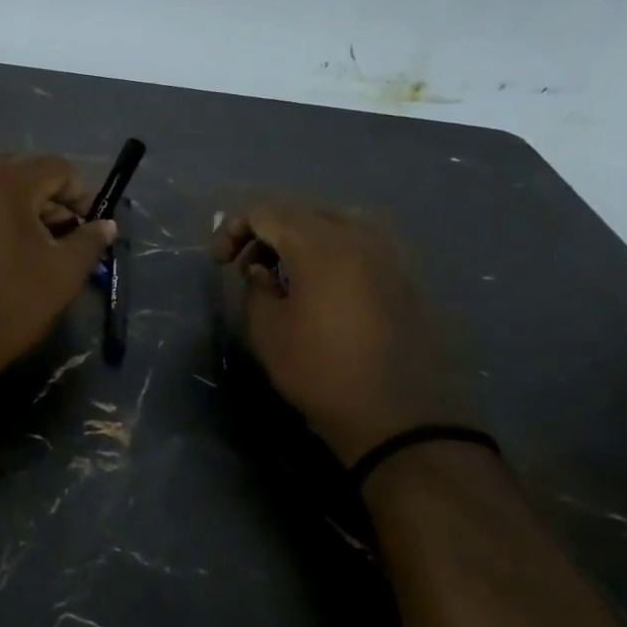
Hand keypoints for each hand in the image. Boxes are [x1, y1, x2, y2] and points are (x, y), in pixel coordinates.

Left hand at [0, 155, 116, 396]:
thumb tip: (105, 224)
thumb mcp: (62, 274)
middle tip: (61, 240)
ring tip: (28, 251)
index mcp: (3, 177)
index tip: (90, 228)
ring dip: (17, 212)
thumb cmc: (5, 304)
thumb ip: (89, 241)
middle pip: (22, 174)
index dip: (82, 195)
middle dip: (48, 202)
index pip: (58, 168)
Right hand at [213, 204, 477, 464]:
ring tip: (286, 275)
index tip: (220, 263)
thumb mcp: (268, 332)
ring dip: (302, 240)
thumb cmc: (320, 372)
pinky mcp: (406, 276)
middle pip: (303, 212)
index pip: (267, 212)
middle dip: (268, 232)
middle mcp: (359, 236)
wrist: (397, 415)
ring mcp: (389, 254)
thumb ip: (256, 288)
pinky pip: (361, 245)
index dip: (234, 230)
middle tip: (249, 267)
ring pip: (336, 224)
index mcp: (320, 245)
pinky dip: (332, 253)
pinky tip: (323, 288)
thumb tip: (261, 270)